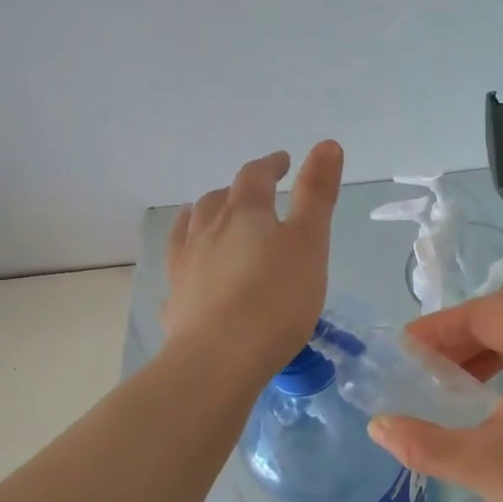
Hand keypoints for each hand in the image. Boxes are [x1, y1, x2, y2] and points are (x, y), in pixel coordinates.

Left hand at [162, 142, 342, 378]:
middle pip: (218, 199)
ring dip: (205, 217)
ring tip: (213, 219)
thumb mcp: (310, 243)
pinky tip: (190, 269)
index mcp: (244, 213)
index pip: (255, 176)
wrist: (219, 358)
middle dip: (237, 192)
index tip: (282, 162)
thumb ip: (317, 194)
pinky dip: (187, 257)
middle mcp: (207, 230)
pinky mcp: (176, 298)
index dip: (270, 165)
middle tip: (254, 197)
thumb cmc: (276, 299)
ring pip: (191, 227)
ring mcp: (185, 264)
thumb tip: (326, 143)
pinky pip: (178, 266)